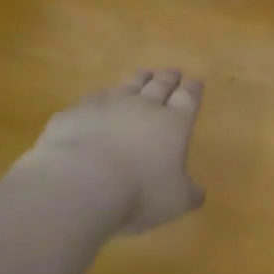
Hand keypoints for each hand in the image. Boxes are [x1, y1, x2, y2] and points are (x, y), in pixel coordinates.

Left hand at [21, 70, 205, 233]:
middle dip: (169, 78)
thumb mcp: (176, 202)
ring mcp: (107, 105)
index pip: (188, 99)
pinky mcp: (76, 112)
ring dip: (138, 79)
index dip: (192, 90)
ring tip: (143, 73)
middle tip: (174, 71)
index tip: (195, 81)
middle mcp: (143, 107)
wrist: (80, 182)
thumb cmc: (139, 193)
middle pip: (159, 86)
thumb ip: (189, 193)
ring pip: (127, 86)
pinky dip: (101, 97)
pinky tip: (99, 99)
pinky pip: (93, 99)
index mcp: (173, 124)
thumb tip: (197, 192)